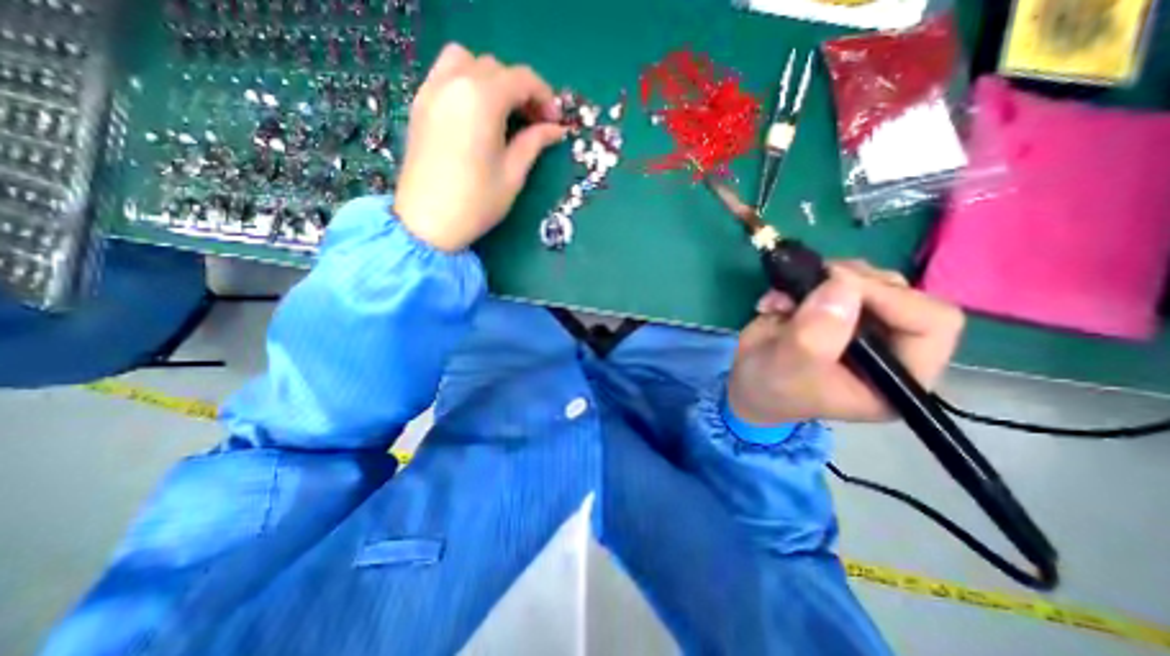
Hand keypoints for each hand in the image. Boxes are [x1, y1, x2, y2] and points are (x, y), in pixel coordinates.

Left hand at [396, 41, 570, 249]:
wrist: (427, 223)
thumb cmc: (476, 202)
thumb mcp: (513, 174)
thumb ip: (534, 143)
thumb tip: (556, 129)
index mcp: (482, 100)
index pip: (521, 79)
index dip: (545, 97)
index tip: (556, 122)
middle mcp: (454, 83)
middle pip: (496, 68)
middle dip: (521, 90)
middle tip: (535, 122)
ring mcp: (432, 91)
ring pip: (467, 62)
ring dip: (492, 80)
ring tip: (504, 112)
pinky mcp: (420, 105)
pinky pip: (445, 75)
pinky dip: (467, 83)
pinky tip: (478, 114)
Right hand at [730, 261, 964, 424]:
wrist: (746, 383)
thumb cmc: (771, 388)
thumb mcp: (790, 368)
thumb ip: (816, 334)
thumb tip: (842, 284)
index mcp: (898, 376)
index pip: (931, 323)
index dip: (889, 297)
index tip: (836, 285)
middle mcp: (891, 347)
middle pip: (900, 292)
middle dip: (849, 283)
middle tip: (808, 284)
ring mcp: (863, 325)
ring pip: (866, 279)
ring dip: (821, 279)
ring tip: (783, 299)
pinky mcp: (836, 310)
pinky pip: (833, 278)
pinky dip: (801, 280)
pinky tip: (777, 302)